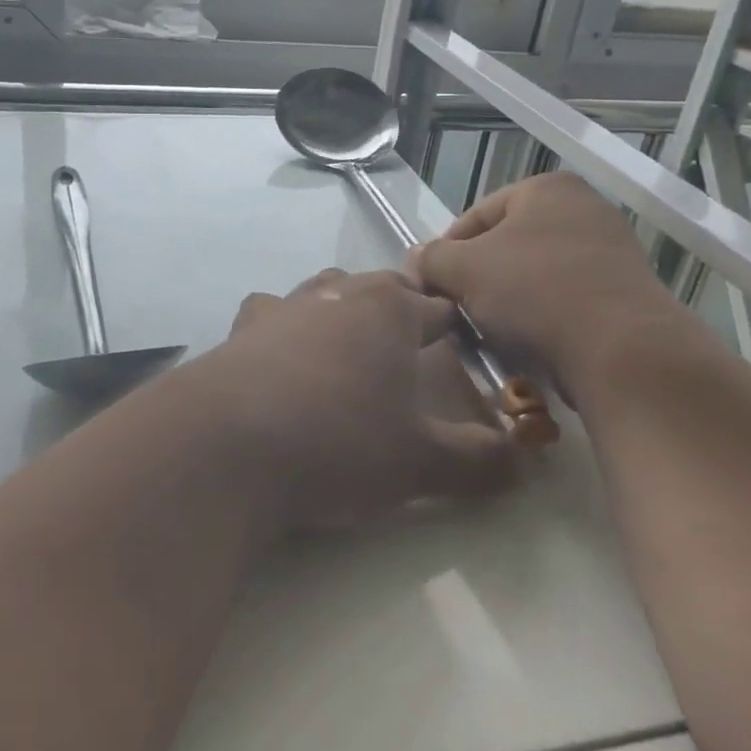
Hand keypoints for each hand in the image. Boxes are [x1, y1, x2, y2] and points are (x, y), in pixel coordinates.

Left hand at [193, 269, 517, 529]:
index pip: (438, 307)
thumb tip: (524, 461)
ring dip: (342, 312)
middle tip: (410, 353)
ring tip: (349, 352)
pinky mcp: (242, 329)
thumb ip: (477, 459)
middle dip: (400, 312)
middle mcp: (337, 293)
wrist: (226, 444)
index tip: (467, 350)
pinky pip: (273, 315)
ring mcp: (284, 306)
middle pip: (380, 288)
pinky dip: (286, 330)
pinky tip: (282, 363)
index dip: (457, 327)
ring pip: (326, 291)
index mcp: (389, 310)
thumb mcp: (418, 462)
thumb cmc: (337, 441)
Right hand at [410, 173, 697, 401]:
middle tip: (459, 310)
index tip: (433, 287)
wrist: (624, 353)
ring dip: (509, 300)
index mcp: (547, 188)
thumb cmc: (536, 293)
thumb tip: (417, 260)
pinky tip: (529, 343)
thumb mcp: (464, 270)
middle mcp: (585, 209)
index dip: (447, 252)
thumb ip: (432, 258)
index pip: (476, 216)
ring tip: (491, 332)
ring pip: (536, 274)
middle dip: (479, 278)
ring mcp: (612, 251)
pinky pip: (568, 299)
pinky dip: (544, 316)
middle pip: (507, 245)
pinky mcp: (627, 293)